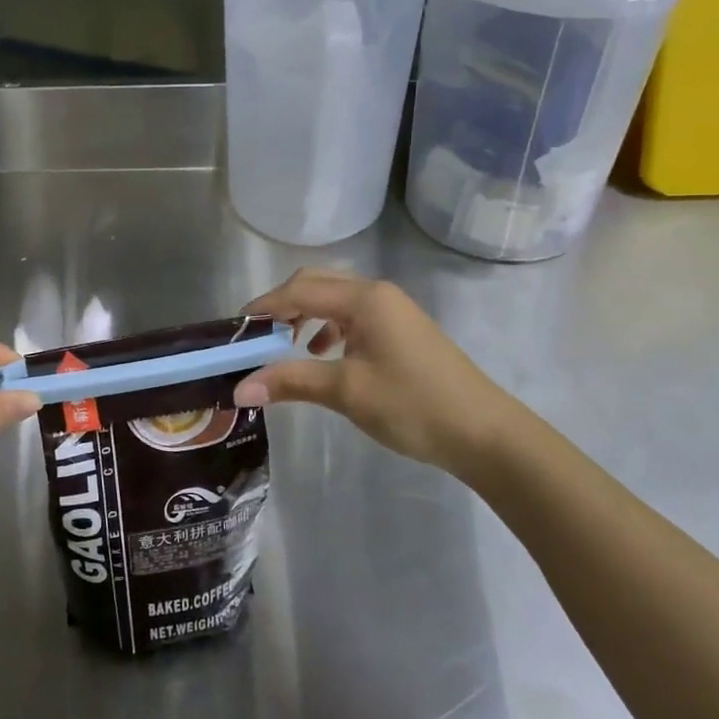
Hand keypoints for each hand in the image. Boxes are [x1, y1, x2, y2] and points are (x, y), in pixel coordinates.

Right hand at [232, 269, 537, 481]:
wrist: (484, 433)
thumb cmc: (412, 405)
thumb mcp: (346, 391)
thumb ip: (291, 381)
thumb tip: (239, 389)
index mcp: (364, 298)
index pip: (299, 290)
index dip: (263, 307)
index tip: (234, 331)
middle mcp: (377, 294)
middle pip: (316, 284)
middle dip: (283, 307)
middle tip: (256, 337)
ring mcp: (392, 311)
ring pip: (335, 300)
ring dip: (305, 317)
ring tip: (285, 347)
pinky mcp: (401, 331)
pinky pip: (353, 317)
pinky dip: (329, 329)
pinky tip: (323, 355)